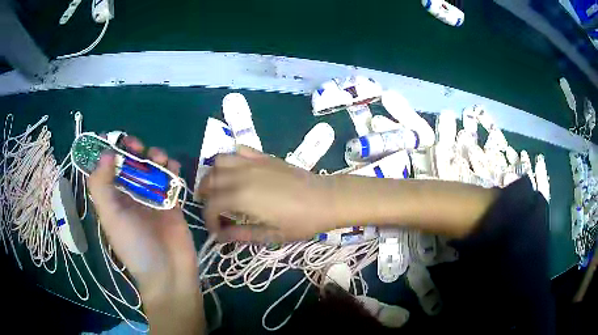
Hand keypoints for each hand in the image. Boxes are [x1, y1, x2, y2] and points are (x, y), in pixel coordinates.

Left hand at [87, 137, 197, 297]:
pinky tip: (173, 168)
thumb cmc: (135, 247)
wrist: (168, 272)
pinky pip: (171, 179)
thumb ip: (102, 186)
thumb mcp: (111, 218)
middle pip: (131, 164)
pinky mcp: (172, 202)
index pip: (108, 169)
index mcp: (113, 199)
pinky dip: (172, 169)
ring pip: (151, 168)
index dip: (110, 152)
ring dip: (154, 157)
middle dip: (133, 151)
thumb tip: (106, 153)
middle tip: (137, 146)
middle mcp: (131, 196)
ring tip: (159, 158)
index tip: (115, 139)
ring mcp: (152, 198)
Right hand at [198, 146, 336, 242]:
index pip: (211, 205)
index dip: (208, 220)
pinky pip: (238, 150)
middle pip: (209, 180)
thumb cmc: (300, 221)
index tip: (216, 230)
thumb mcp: (270, 235)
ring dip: (212, 174)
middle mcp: (241, 176)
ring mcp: (252, 162)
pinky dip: (230, 158)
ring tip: (218, 188)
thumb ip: (240, 235)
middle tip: (213, 210)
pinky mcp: (263, 156)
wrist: (326, 199)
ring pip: (219, 161)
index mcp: (241, 198)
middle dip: (204, 196)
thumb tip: (219, 237)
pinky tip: (235, 171)